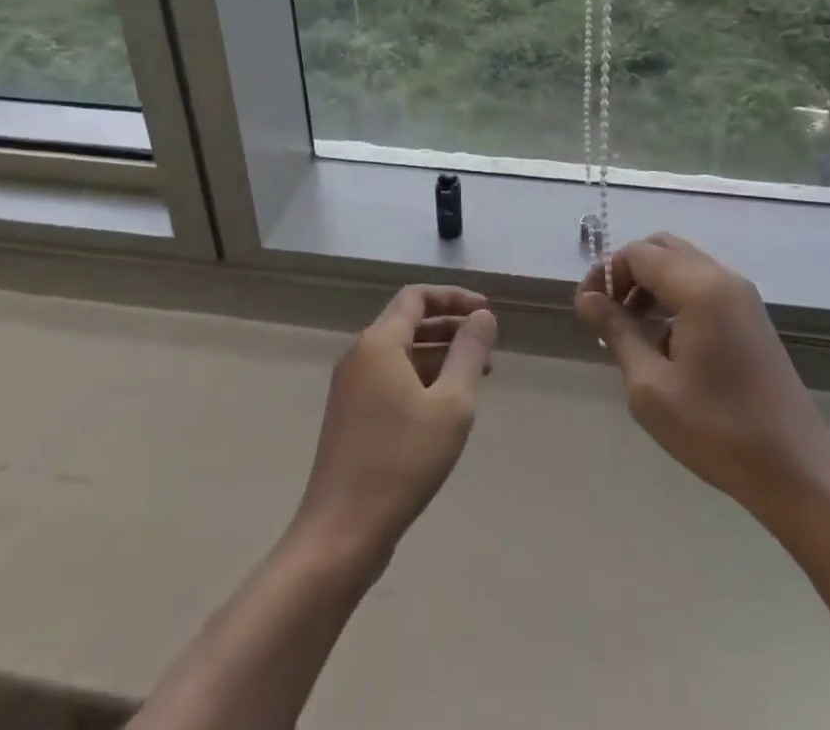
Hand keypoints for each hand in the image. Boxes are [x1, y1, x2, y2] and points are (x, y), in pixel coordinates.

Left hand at [293, 285, 497, 567]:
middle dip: (450, 327)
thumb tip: (483, 316)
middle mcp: (360, 355)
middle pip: (408, 322)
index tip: (486, 312)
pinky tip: (445, 406)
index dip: (454, 297)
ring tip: (477, 376)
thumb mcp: (450, 404)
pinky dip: (421, 378)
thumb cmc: (402, 462)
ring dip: (439, 355)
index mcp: (379, 342)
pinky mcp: (351, 415)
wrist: (341, 532)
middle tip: (488, 345)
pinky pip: (391, 378)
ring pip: (401, 353)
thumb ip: (469, 353)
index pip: (417, 296)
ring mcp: (351, 387)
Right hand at [575, 233, 829, 526]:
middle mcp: (723, 278)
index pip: (638, 254)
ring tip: (630, 332)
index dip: (605, 274)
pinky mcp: (751, 317)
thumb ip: (617, 332)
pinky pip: (702, 286)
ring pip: (682, 266)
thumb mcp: (650, 387)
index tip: (586, 311)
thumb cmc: (717, 431)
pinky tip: (664, 344)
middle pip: (661, 249)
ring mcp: (742, 296)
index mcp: (700, 288)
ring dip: (650, 286)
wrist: (797, 473)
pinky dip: (674, 297)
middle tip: (607, 314)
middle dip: (627, 273)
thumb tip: (587, 299)